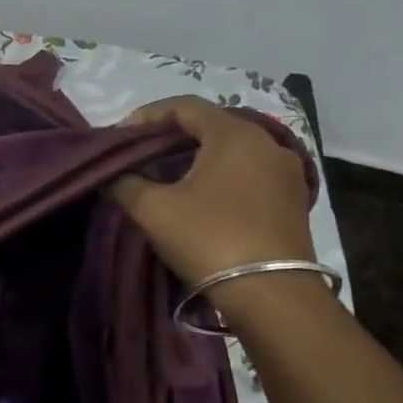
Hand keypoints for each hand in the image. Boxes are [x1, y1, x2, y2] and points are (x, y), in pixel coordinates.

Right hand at [106, 96, 321, 320]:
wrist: (272, 296)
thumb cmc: (209, 239)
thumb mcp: (153, 209)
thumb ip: (124, 182)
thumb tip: (110, 175)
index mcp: (235, 135)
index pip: (185, 106)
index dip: (147, 116)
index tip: (120, 137)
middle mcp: (267, 143)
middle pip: (210, 125)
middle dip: (170, 136)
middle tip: (138, 154)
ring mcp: (285, 172)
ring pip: (231, 149)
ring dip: (195, 156)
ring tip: (164, 176)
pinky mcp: (292, 200)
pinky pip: (248, 172)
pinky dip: (219, 174)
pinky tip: (198, 196)